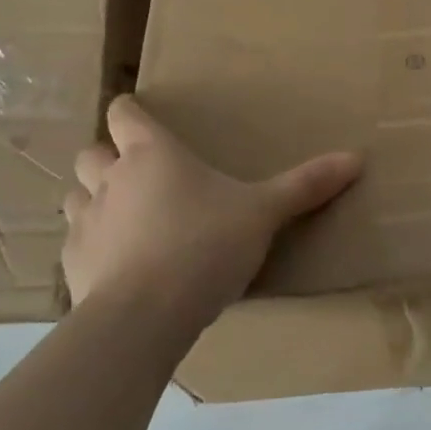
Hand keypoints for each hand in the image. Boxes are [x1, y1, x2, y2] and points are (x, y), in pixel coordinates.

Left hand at [62, 96, 362, 326]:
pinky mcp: (72, 267)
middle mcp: (111, 179)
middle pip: (91, 152)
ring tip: (123, 218)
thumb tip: (358, 157)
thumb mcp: (263, 213)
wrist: (143, 318)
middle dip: (106, 157)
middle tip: (136, 174)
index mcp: (152, 154)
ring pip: (74, 196)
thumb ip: (306, 185)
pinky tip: (115, 267)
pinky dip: (91, 247)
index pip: (123, 113)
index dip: (129, 111)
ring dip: (92, 200)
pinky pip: (74, 244)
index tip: (138, 116)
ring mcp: (86, 223)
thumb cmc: (204, 245)